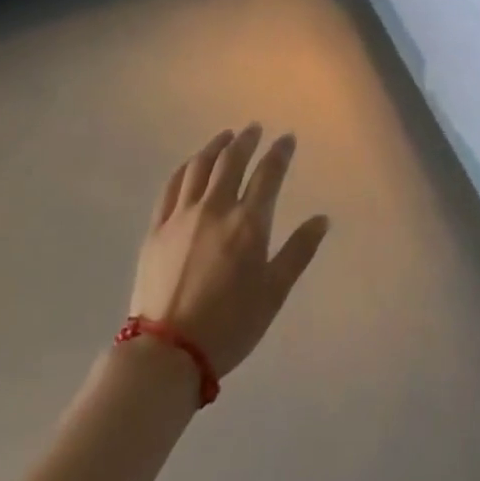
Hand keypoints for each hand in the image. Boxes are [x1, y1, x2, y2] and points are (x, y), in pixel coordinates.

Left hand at [129, 124, 330, 379]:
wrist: (167, 352)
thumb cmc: (230, 324)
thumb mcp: (274, 292)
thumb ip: (299, 252)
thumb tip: (322, 219)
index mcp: (248, 222)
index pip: (268, 174)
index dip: (280, 152)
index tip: (287, 138)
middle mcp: (215, 208)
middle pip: (231, 161)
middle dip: (246, 140)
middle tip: (254, 129)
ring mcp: (181, 216)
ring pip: (199, 167)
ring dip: (215, 147)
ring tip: (225, 137)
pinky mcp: (156, 229)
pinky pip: (171, 187)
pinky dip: (184, 169)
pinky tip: (190, 165)